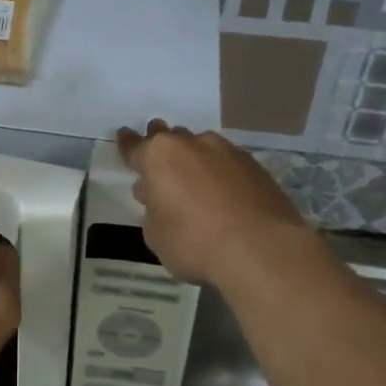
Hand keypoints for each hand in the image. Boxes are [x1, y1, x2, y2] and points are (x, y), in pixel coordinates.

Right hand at [116, 120, 309, 286]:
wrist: (261, 249)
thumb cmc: (194, 242)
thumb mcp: (156, 234)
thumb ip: (153, 210)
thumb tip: (161, 197)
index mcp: (160, 156)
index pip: (135, 146)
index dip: (127, 144)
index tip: (124, 136)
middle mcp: (194, 144)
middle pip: (172, 138)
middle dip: (163, 147)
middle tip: (161, 165)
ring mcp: (229, 152)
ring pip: (203, 149)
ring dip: (195, 162)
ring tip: (195, 185)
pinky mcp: (257, 167)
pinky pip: (229, 165)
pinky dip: (221, 175)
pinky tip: (224, 196)